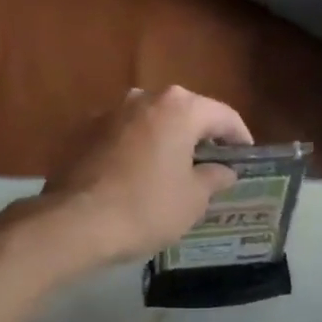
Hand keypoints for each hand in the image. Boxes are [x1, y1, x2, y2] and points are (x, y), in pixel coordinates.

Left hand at [39, 86, 253, 265]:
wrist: (75, 222)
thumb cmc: (146, 208)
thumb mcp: (194, 199)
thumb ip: (214, 177)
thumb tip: (224, 170)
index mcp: (179, 108)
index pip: (223, 115)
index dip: (240, 137)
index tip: (247, 157)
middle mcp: (143, 98)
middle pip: (185, 112)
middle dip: (201, 136)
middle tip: (213, 164)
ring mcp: (109, 112)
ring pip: (151, 122)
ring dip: (167, 141)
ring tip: (175, 170)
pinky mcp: (83, 132)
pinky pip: (124, 136)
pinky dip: (138, 150)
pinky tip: (140, 176)